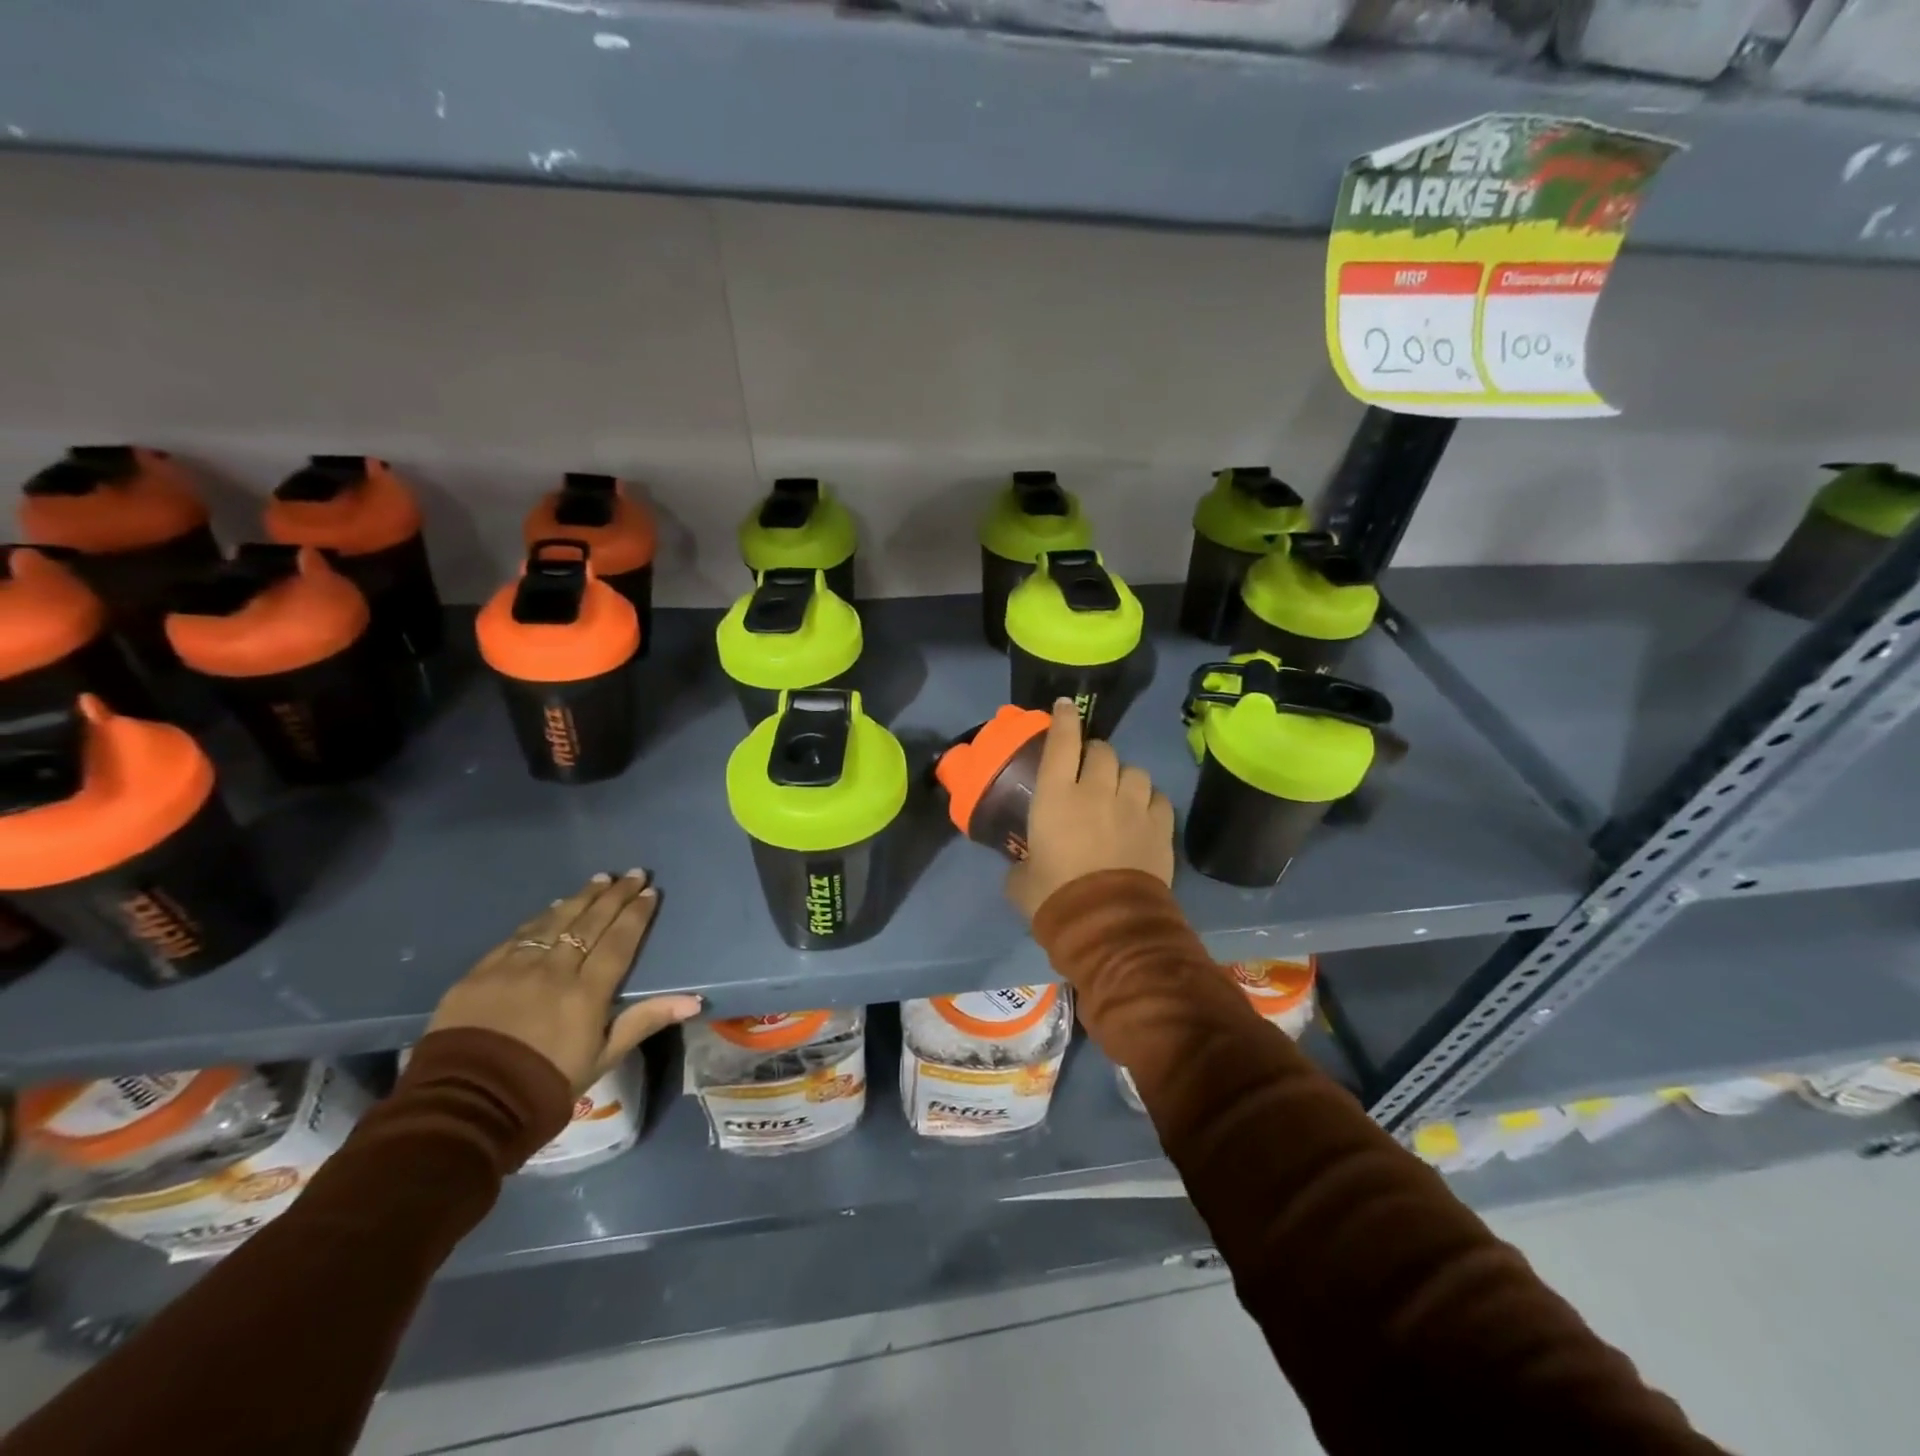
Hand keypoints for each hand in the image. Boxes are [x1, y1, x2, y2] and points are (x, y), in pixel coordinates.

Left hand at [427, 870, 699, 1091]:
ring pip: (555, 921)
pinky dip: (541, 917)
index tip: (650, 892)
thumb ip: (644, 1021)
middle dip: (615, 895)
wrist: (465, 1107)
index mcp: (586, 993)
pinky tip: (553, 906)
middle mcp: (554, 970)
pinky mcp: (481, 973)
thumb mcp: (601, 1058)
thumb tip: (694, 1001)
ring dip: (581, 898)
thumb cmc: (544, 1086)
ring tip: (599, 879)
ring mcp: (514, 968)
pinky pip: (519, 935)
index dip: (636, 915)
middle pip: (590, 923)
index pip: (619, 942)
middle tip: (632, 873)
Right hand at [1006, 700, 1174, 921]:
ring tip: (1120, 792)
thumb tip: (1023, 866)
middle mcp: (1097, 790)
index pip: (1061, 742)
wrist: (1108, 925)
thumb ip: (1021, 864)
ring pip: (1135, 771)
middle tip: (1089, 769)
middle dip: (1095, 754)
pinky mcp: (1161, 827)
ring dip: (1125, 776)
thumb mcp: (1021, 882)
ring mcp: (1133, 806)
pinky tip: (1144, 812)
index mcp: (1056, 796)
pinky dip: (1149, 800)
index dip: (1063, 719)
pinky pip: (1159, 798)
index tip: (1064, 706)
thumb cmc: (1055, 898)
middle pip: (1102, 751)